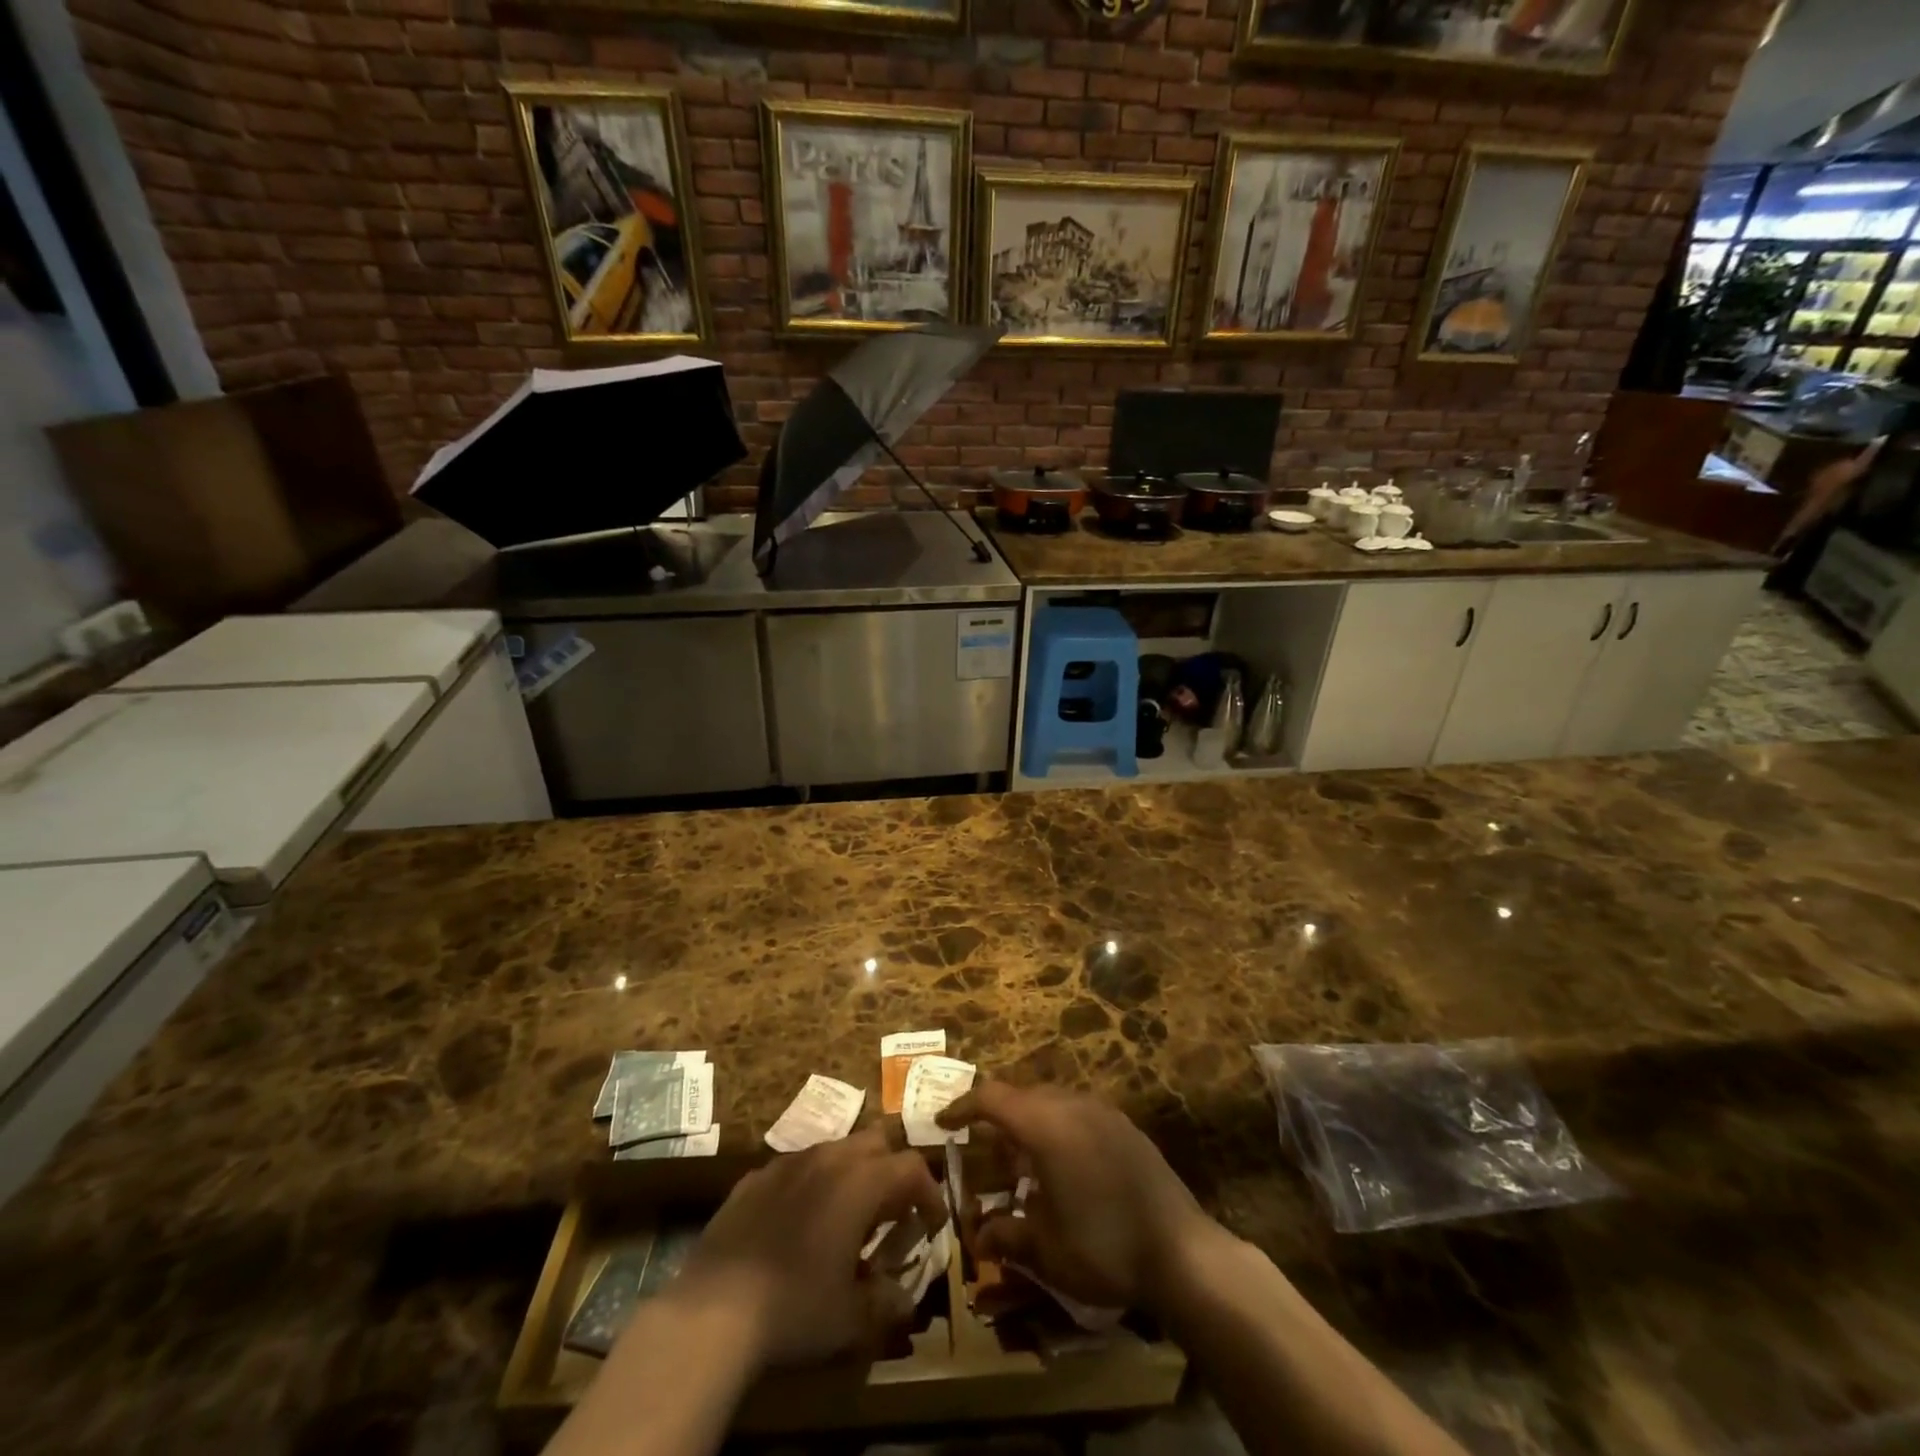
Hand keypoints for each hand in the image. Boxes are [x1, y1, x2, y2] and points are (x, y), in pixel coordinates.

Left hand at [668, 1126, 947, 1373]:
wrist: (714, 1310)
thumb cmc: (795, 1308)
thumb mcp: (852, 1318)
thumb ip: (887, 1302)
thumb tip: (904, 1297)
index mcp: (860, 1181)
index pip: (911, 1167)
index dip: (929, 1193)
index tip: (932, 1224)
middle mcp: (827, 1158)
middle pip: (875, 1142)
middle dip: (891, 1171)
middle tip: (891, 1213)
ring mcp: (787, 1163)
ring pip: (834, 1149)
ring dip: (850, 1174)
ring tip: (845, 1218)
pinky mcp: (754, 1177)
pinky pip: (795, 1168)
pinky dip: (810, 1185)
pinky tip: (798, 1224)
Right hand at [935, 1082, 1213, 1313]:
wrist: (1182, 1252)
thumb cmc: (1103, 1247)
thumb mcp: (1045, 1250)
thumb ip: (1006, 1235)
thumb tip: (978, 1235)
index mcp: (1045, 1125)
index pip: (992, 1098)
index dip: (963, 1107)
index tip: (944, 1124)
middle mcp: (1072, 1105)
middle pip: (1022, 1096)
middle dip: (997, 1118)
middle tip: (983, 1152)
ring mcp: (1103, 1111)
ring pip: (1051, 1102)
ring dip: (1030, 1123)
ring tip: (1022, 1163)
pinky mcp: (1125, 1126)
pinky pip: (1077, 1113)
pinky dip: (1058, 1128)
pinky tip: (1063, 1168)